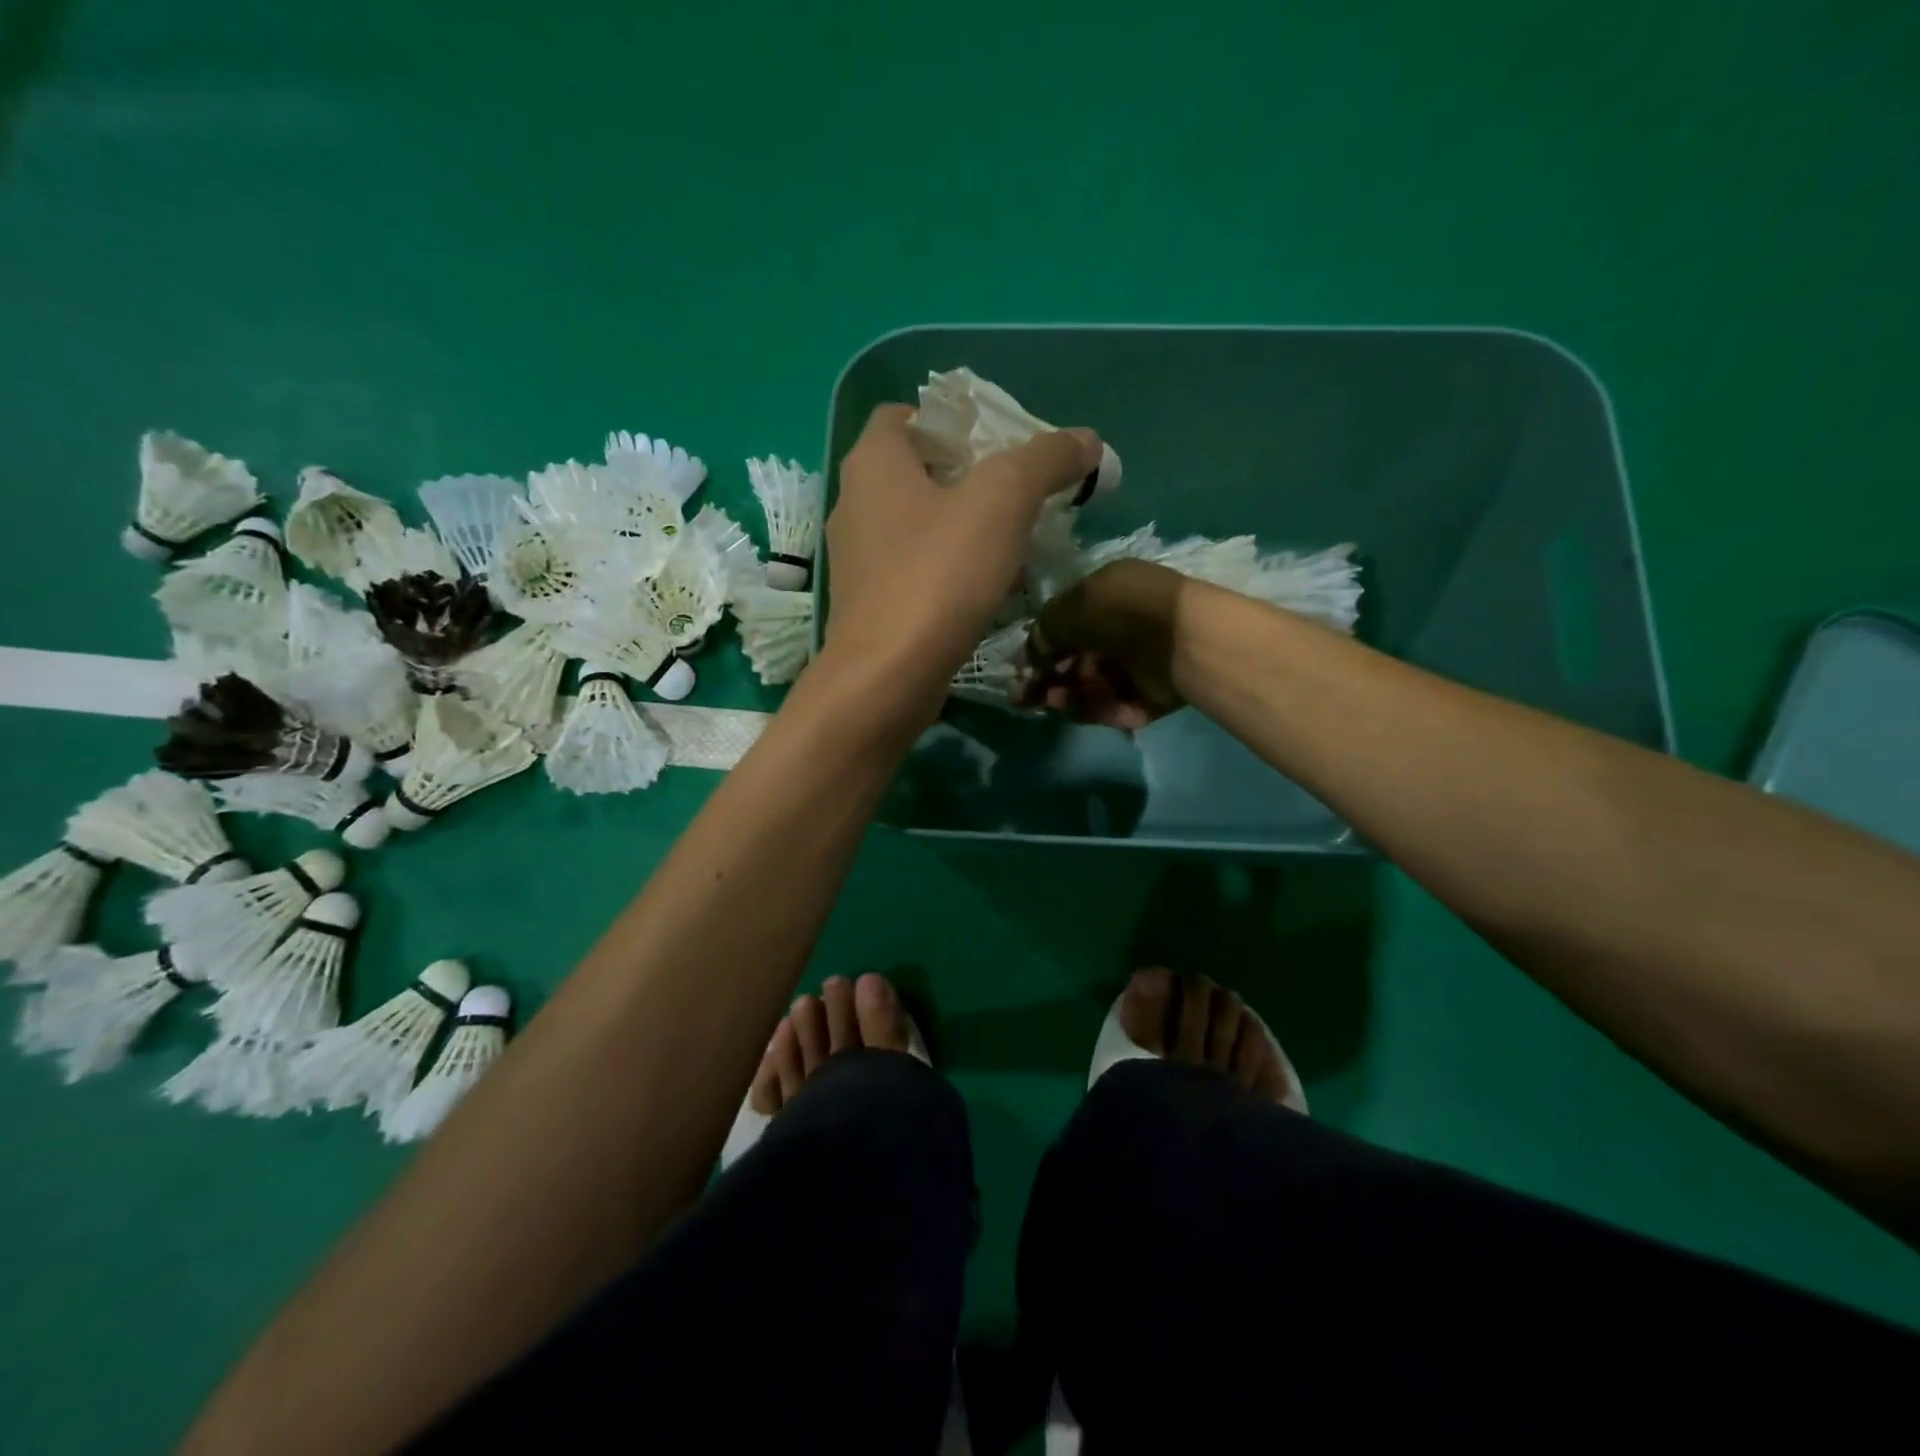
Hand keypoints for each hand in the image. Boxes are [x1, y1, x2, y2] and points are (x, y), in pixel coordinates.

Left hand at [822, 403, 1102, 717]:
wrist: (888, 677)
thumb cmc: (938, 575)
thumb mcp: (1003, 500)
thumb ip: (1046, 459)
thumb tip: (1085, 441)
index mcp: (874, 462)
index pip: (908, 415)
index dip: (956, 421)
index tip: (1002, 445)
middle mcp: (855, 503)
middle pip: (920, 471)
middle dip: (974, 478)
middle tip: (1022, 494)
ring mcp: (859, 559)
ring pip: (922, 525)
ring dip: (968, 528)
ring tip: (1017, 544)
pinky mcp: (870, 604)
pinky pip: (917, 569)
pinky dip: (953, 569)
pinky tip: (991, 589)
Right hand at [1014, 559, 1187, 729]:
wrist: (1183, 641)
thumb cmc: (1125, 611)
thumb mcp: (1075, 606)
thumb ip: (1046, 629)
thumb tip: (1033, 653)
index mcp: (1108, 595)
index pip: (1067, 622)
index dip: (1041, 645)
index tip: (1019, 667)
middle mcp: (1122, 628)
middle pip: (1076, 659)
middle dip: (1047, 677)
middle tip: (1023, 695)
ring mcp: (1138, 664)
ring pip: (1091, 685)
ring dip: (1065, 693)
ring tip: (1051, 699)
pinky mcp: (1149, 696)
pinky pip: (1112, 705)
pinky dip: (1090, 707)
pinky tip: (1070, 706)